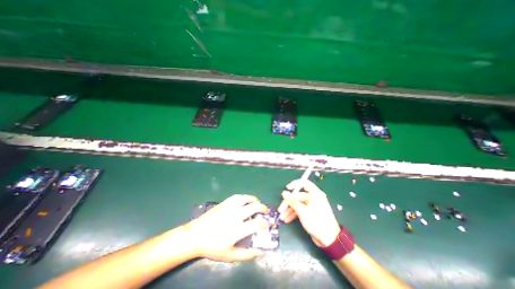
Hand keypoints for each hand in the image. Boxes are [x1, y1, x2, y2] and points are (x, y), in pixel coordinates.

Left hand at [185, 195, 269, 262]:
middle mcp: (236, 215)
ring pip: (246, 199)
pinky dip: (244, 197)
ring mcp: (230, 207)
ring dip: (254, 199)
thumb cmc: (212, 247)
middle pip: (254, 207)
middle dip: (263, 208)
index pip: (257, 224)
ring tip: (257, 202)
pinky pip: (237, 196)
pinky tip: (245, 200)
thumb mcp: (230, 256)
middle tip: (265, 211)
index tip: (266, 224)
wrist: (196, 235)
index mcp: (238, 229)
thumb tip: (260, 253)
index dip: (264, 223)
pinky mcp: (224, 203)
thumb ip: (246, 255)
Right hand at [277, 180, 340, 246]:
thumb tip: (284, 193)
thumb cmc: (316, 221)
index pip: (304, 183)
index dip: (294, 184)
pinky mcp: (310, 213)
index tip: (287, 188)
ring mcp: (311, 206)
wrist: (329, 239)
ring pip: (297, 204)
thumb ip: (292, 201)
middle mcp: (313, 198)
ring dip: (289, 210)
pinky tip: (287, 219)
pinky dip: (293, 214)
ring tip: (282, 217)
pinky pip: (300, 210)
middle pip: (297, 196)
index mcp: (314, 193)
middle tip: (280, 209)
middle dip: (288, 203)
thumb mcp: (302, 211)